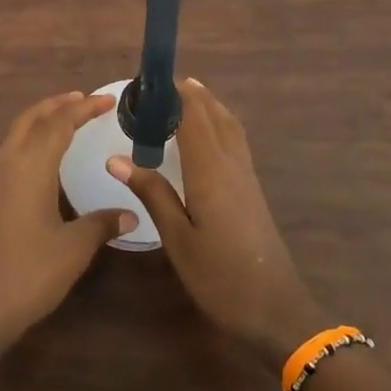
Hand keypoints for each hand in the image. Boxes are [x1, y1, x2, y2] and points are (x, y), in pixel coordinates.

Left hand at [0, 91, 134, 350]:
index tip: (108, 100)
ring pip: (16, 135)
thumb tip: (131, 213)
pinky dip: (30, 140)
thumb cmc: (29, 274)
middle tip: (84, 99)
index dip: (84, 108)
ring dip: (41, 120)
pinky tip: (43, 159)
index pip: (59, 124)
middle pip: (30, 120)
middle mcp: (8, 166)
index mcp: (30, 168)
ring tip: (66, 119)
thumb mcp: (74, 249)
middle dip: (57, 104)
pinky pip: (10, 153)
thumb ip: (102, 224)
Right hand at [110, 79, 324, 367]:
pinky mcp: (252, 189)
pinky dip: (220, 123)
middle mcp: (231, 164)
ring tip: (184, 94)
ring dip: (208, 104)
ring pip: (229, 126)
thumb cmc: (219, 276)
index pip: (193, 116)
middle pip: (214, 115)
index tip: (148, 81)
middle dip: (190, 93)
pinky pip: (235, 141)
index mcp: (210, 170)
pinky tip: (208, 134)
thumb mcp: (177, 239)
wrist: (274, 309)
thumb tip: (116, 158)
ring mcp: (246, 176)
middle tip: (159, 85)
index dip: (174, 94)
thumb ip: (152, 193)